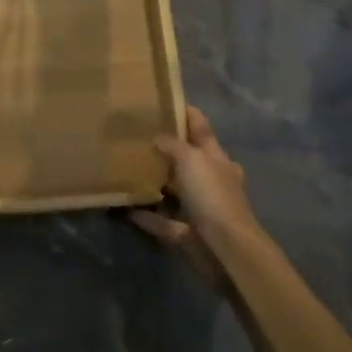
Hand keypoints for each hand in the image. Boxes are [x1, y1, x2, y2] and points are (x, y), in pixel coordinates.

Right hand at [129, 106, 258, 283]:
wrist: (226, 249)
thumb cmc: (212, 195)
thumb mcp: (191, 159)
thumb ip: (172, 145)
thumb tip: (156, 137)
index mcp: (217, 159)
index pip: (201, 128)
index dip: (185, 113)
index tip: (162, 101)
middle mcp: (211, 181)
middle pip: (188, 160)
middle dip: (167, 149)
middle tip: (137, 136)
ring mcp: (200, 208)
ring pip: (175, 190)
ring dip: (156, 183)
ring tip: (128, 170)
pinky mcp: (187, 233)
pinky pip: (162, 220)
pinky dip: (146, 215)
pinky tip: (125, 208)